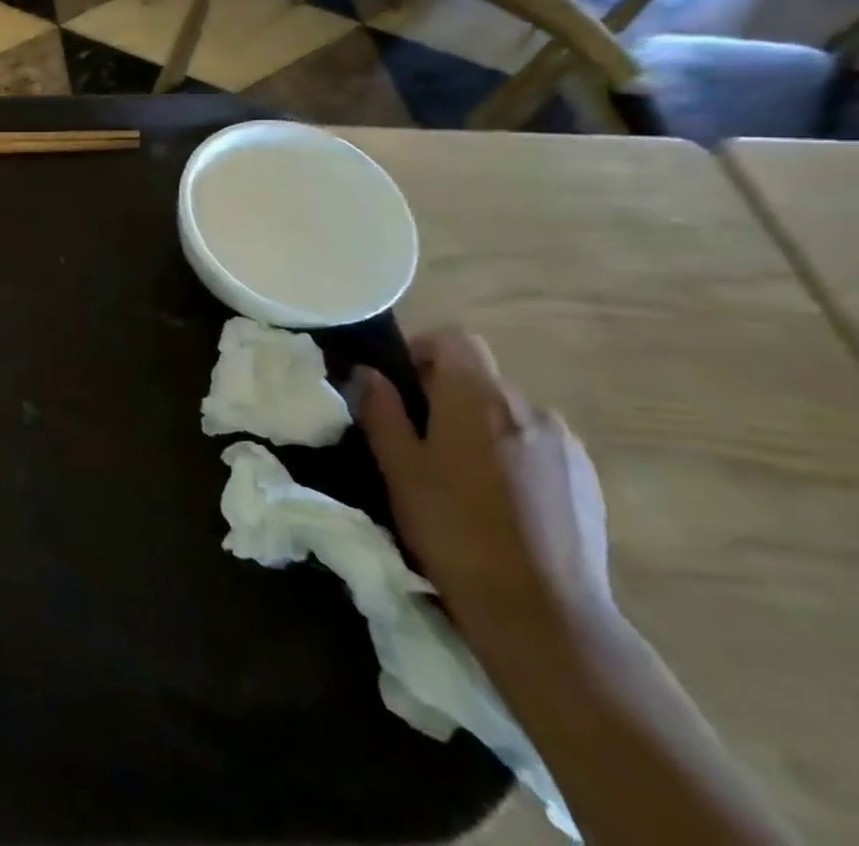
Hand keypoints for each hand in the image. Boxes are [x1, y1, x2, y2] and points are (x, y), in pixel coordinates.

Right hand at [359, 330, 612, 644]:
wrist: (544, 616)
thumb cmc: (454, 529)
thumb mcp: (399, 467)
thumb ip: (381, 410)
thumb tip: (368, 373)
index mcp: (479, 397)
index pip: (454, 340)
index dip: (423, 351)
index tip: (401, 387)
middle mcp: (530, 407)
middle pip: (481, 379)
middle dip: (448, 396)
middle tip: (420, 439)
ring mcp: (567, 446)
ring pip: (510, 414)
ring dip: (482, 428)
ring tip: (461, 477)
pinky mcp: (589, 482)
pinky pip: (539, 446)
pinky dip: (513, 456)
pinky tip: (500, 502)